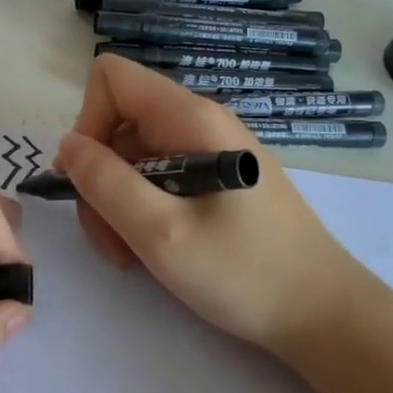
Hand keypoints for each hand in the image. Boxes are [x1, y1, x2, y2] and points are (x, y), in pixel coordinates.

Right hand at [54, 55, 382, 357]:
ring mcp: (208, 150)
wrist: (324, 315)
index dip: (88, 121)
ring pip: (133, 156)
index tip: (91, 177)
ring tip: (130, 254)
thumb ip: (106, 183)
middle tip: (109, 237)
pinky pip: (159, 177)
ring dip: (116, 202)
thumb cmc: (244, 272)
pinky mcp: (216, 179)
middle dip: (100, 177)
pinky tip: (152, 249)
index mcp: (189, 118)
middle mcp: (198, 122)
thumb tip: (68, 145)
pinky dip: (141, 210)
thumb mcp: (161, 233)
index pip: (112, 78)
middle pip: (117, 123)